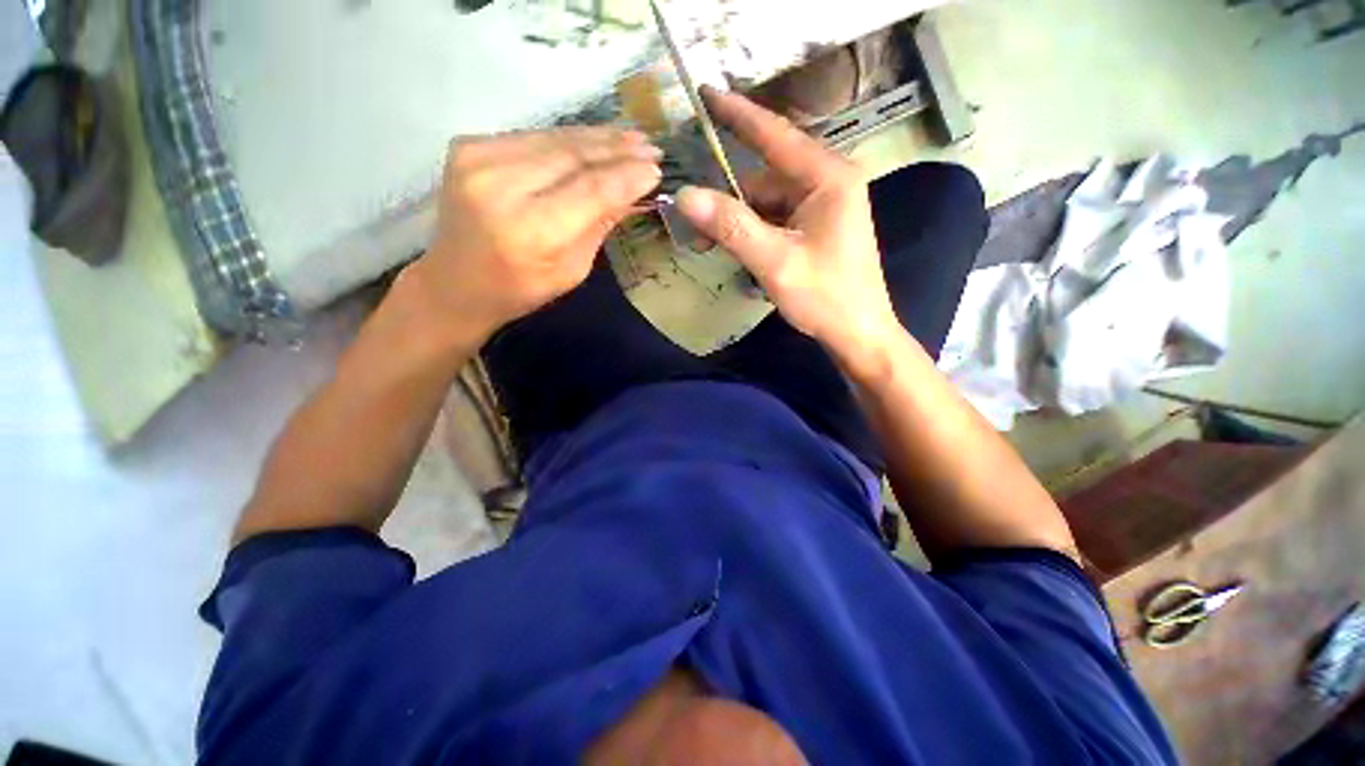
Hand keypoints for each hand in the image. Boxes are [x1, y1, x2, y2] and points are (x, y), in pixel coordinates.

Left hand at [409, 127, 662, 344]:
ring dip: (597, 137)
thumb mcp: (573, 270)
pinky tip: (594, 140)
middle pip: (573, 156)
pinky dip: (567, 139)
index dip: (627, 177)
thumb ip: (600, 226)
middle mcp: (501, 187)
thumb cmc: (522, 289)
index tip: (657, 169)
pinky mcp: (468, 146)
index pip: (590, 190)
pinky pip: (533, 137)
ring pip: (554, 139)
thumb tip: (635, 192)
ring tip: (631, 137)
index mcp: (531, 231)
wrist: (456, 283)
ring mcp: (478, 160)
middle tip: (651, 146)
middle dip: (617, 150)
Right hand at [676, 88, 900, 376]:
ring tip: (708, 241)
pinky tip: (735, 248)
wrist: (858, 333)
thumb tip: (686, 195)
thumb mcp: (775, 263)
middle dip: (729, 195)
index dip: (737, 114)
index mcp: (827, 177)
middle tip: (694, 214)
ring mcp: (824, 205)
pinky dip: (753, 231)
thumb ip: (732, 227)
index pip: (775, 135)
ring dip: (738, 219)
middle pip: (766, 175)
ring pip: (768, 200)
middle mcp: (828, 182)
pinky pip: (776, 218)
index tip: (705, 94)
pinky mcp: (817, 226)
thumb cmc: (825, 298)